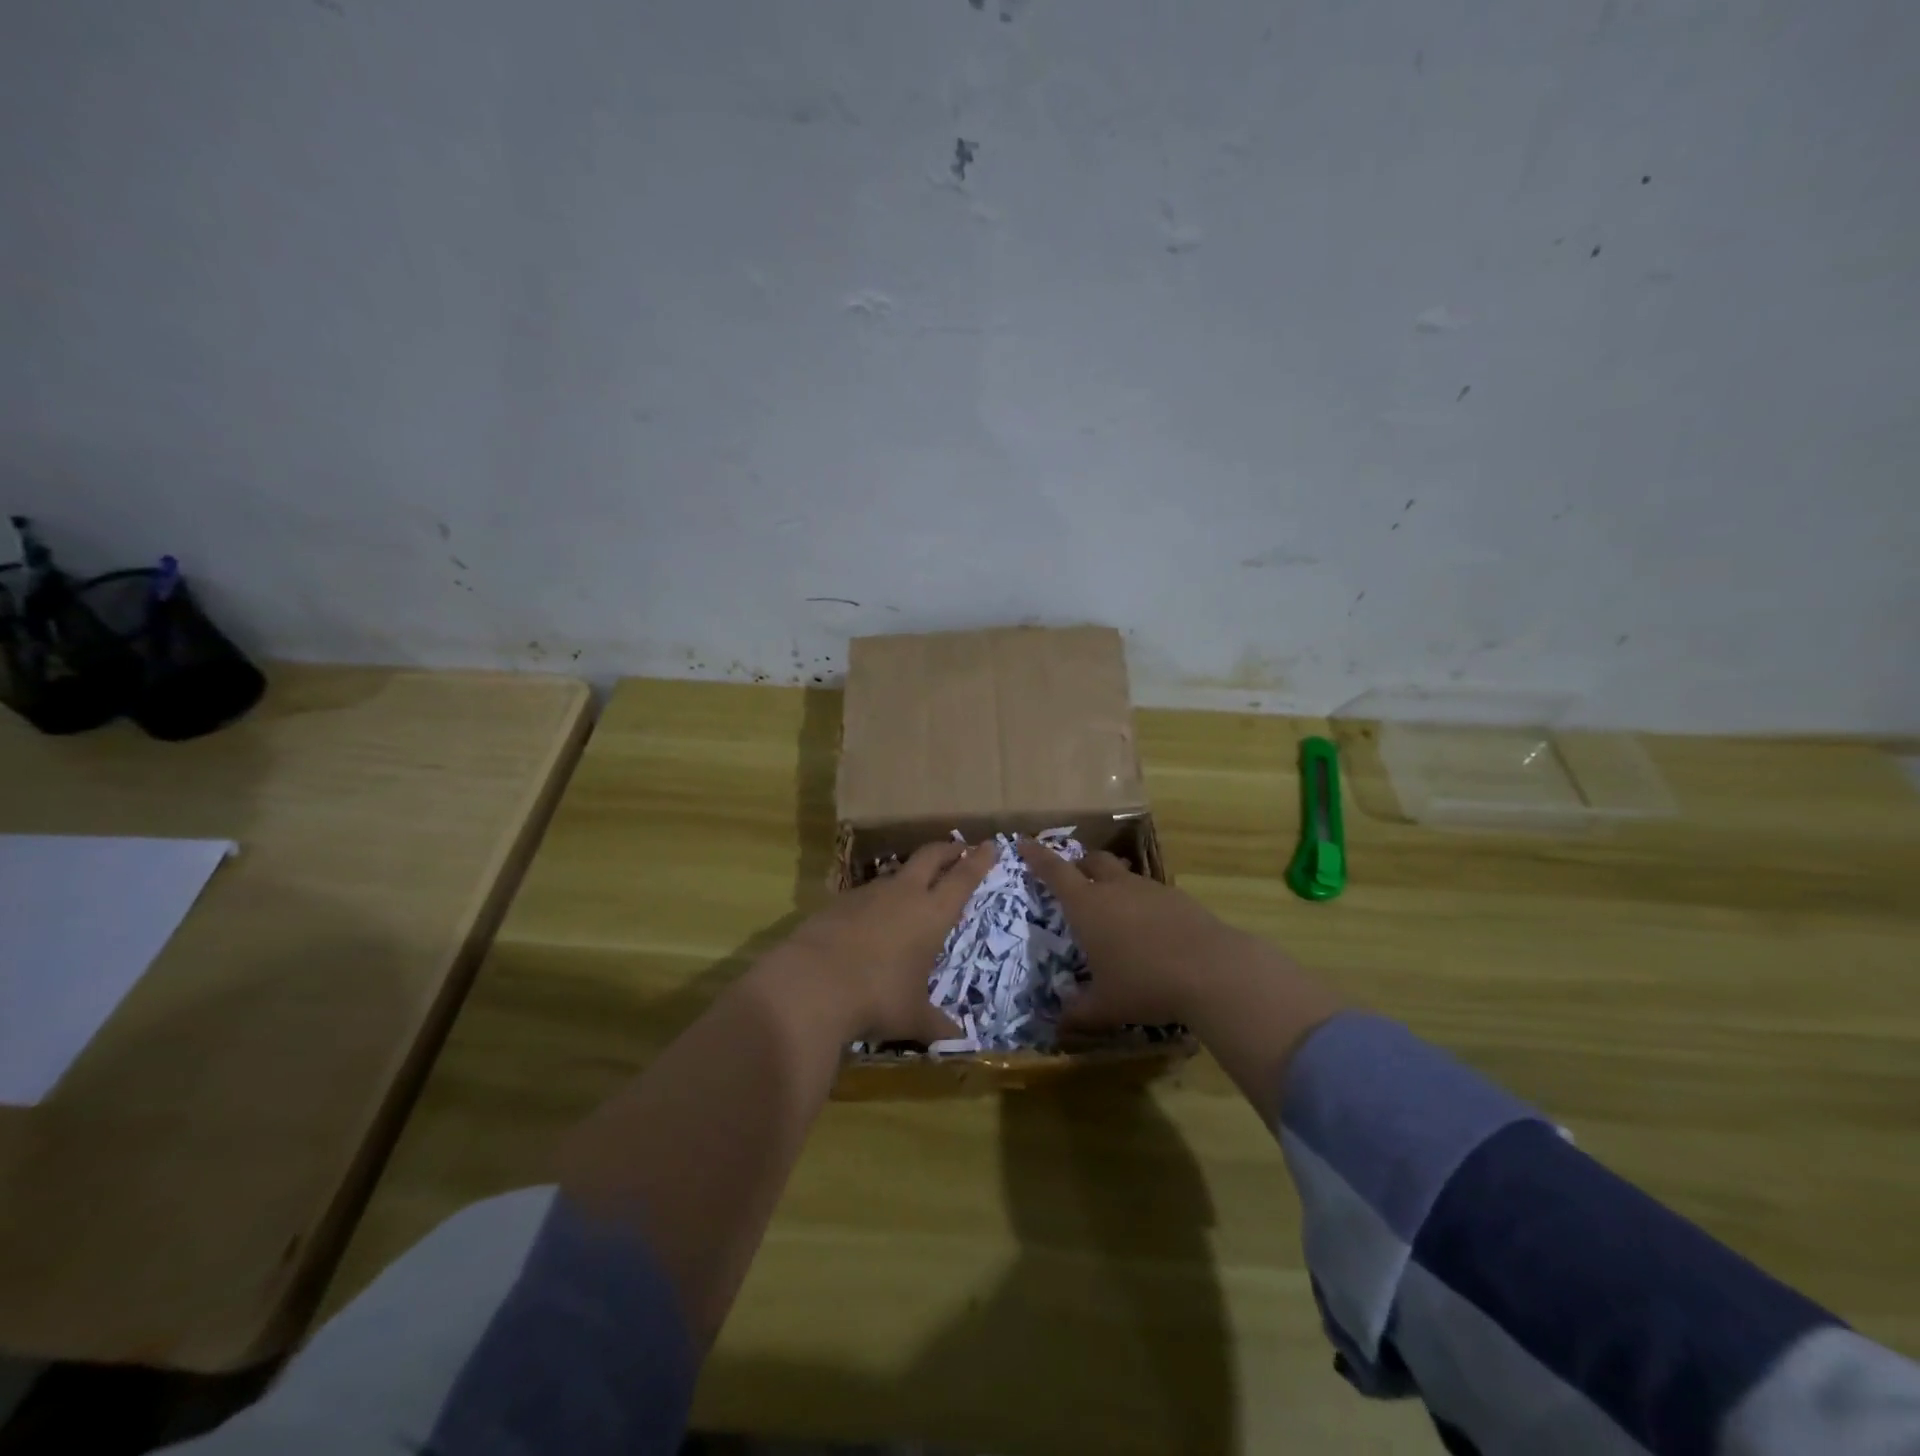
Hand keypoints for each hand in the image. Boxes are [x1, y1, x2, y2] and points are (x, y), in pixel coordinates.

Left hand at [765, 840, 994, 1043]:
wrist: (811, 983)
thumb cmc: (877, 997)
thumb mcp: (912, 1017)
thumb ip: (936, 1024)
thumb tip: (958, 1039)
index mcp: (932, 914)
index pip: (963, 878)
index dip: (978, 861)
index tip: (989, 846)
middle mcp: (904, 894)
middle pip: (930, 857)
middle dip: (947, 850)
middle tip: (958, 848)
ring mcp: (868, 894)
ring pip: (896, 873)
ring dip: (910, 874)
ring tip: (915, 884)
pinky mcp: (838, 902)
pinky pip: (866, 893)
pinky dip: (877, 899)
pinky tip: (872, 916)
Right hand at [1017, 839, 1255, 1034]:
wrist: (1212, 971)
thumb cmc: (1145, 984)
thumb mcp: (1106, 1006)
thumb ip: (1078, 1013)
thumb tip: (1059, 1026)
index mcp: (1087, 906)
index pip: (1054, 871)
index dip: (1037, 856)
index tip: (1024, 842)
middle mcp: (1115, 889)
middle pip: (1093, 861)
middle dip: (1080, 865)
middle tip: (1075, 879)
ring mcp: (1150, 889)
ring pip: (1124, 874)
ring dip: (1113, 883)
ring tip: (1115, 909)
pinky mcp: (1179, 898)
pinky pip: (1151, 892)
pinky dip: (1142, 903)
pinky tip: (1151, 929)